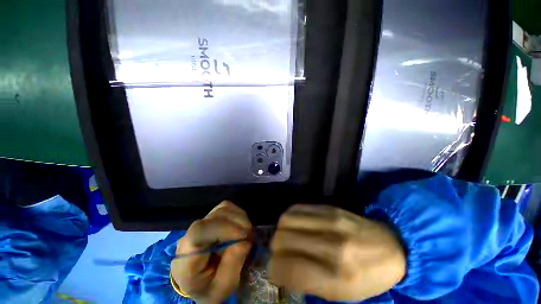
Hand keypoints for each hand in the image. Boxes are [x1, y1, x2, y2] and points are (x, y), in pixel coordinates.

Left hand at [171, 201, 251, 302]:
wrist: (199, 281)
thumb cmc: (209, 288)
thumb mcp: (222, 288)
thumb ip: (232, 266)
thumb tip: (245, 240)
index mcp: (186, 257)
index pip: (200, 232)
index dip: (224, 228)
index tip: (244, 235)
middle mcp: (190, 235)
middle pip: (214, 217)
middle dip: (238, 223)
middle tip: (251, 236)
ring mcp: (201, 223)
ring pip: (222, 209)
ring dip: (239, 218)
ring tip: (247, 232)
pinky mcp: (210, 217)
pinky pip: (226, 207)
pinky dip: (237, 213)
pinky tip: (242, 225)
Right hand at [269, 204, 405, 301]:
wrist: (392, 248)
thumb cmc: (367, 278)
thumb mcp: (341, 294)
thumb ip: (307, 281)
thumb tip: (279, 269)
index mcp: (338, 278)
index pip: (289, 268)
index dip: (274, 268)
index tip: (274, 269)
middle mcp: (332, 245)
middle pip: (283, 239)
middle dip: (275, 248)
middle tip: (279, 254)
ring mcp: (331, 221)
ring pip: (287, 220)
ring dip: (280, 230)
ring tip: (286, 237)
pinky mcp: (330, 208)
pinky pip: (298, 208)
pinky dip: (290, 217)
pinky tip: (294, 225)